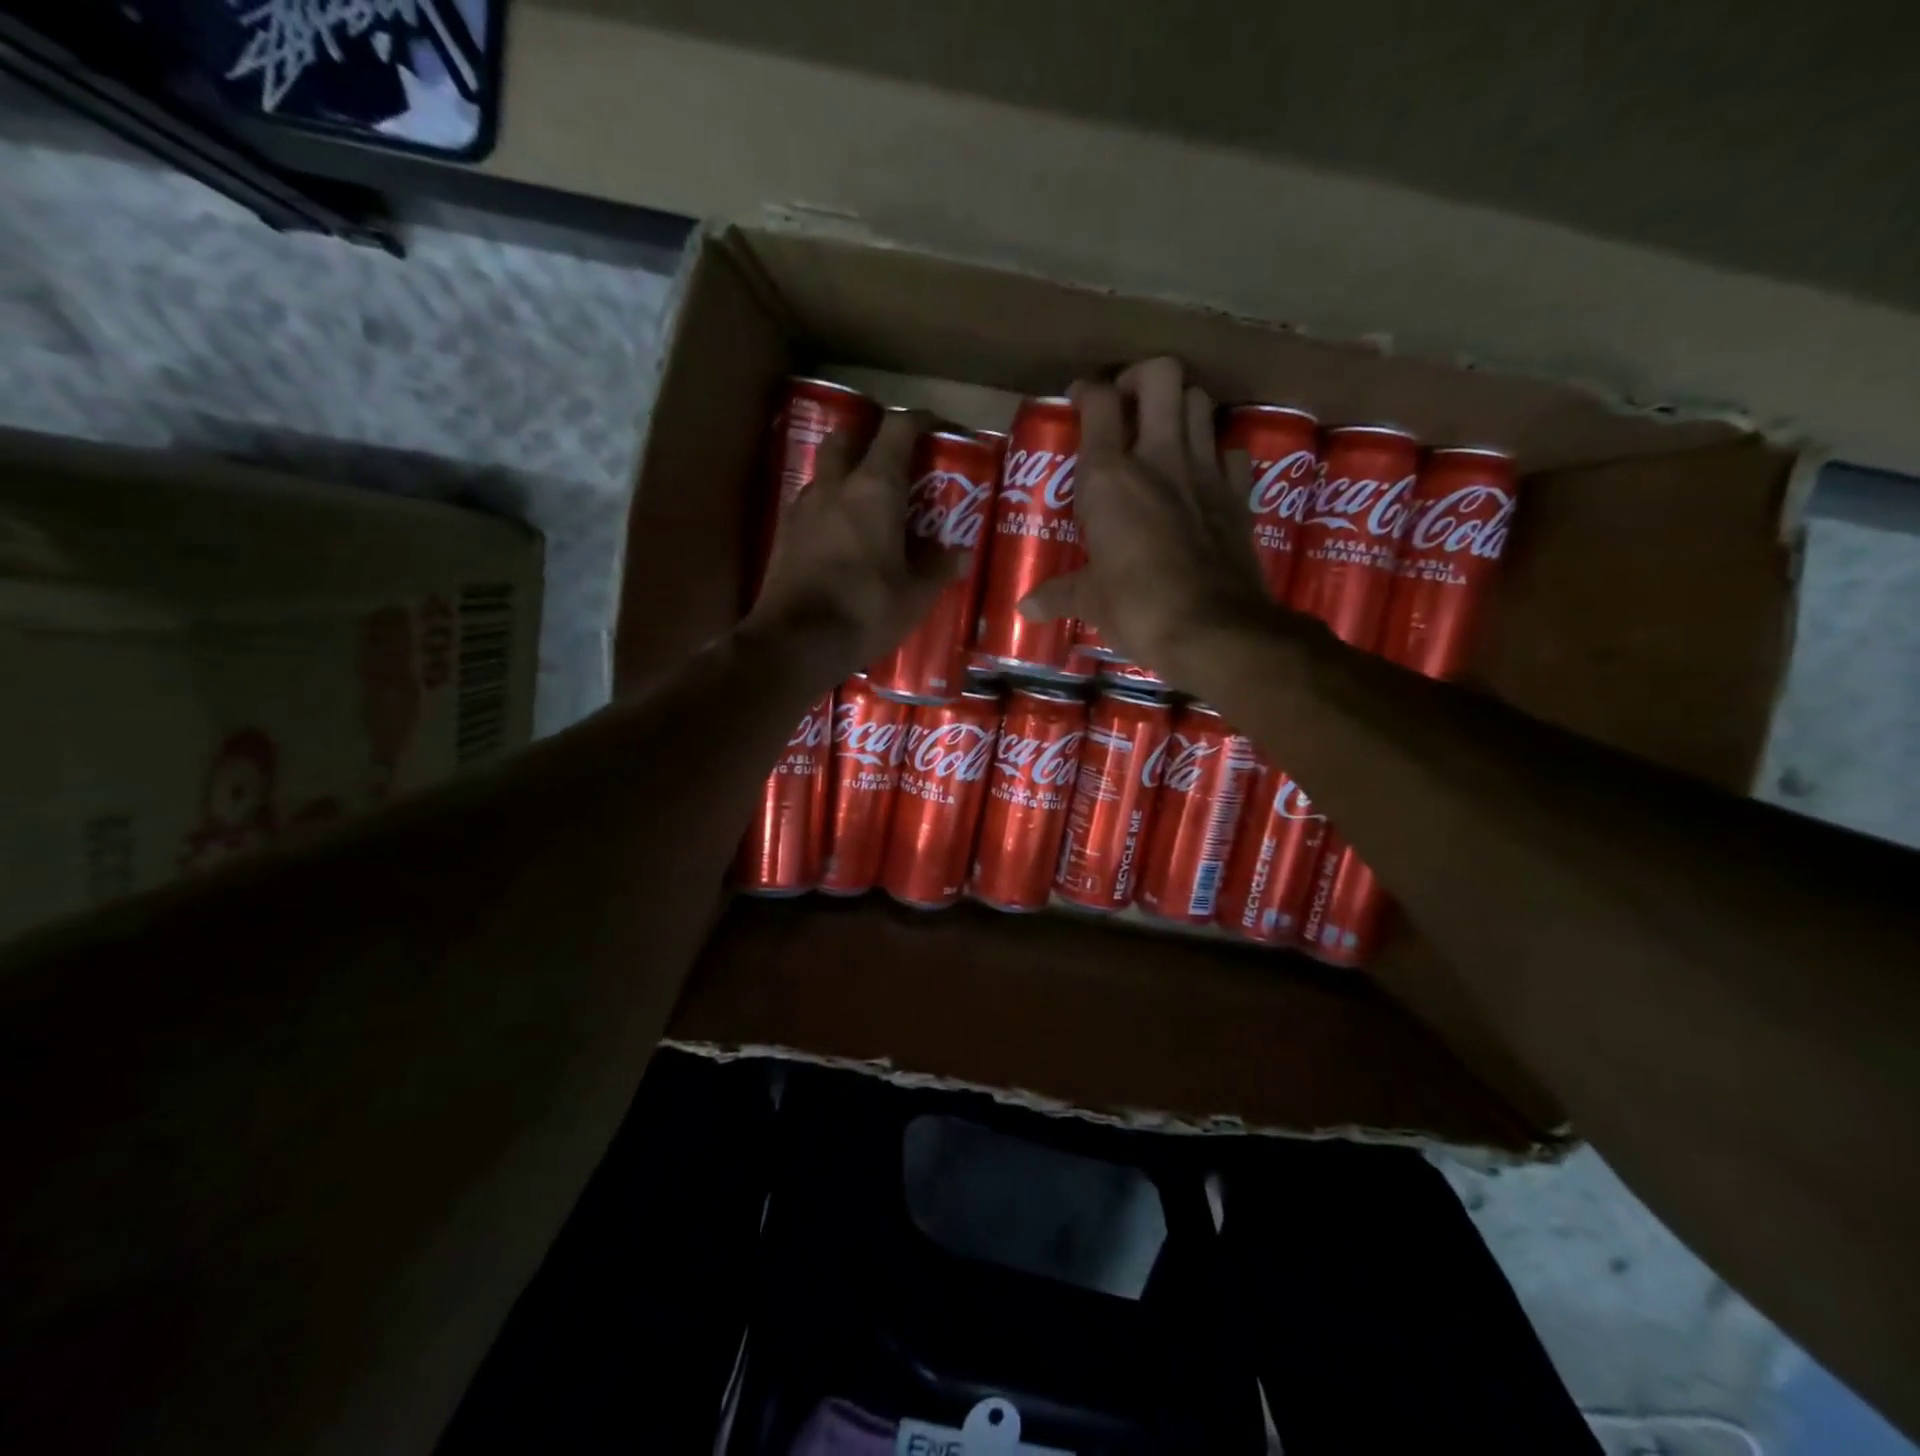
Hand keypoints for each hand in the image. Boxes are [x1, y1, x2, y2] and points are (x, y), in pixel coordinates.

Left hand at [743, 407, 968, 685]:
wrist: (795, 642)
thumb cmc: (865, 611)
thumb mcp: (915, 595)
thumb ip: (938, 568)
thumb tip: (961, 555)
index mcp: (874, 488)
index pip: (898, 430)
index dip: (920, 421)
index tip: (937, 427)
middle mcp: (834, 486)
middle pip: (849, 435)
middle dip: (871, 434)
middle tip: (893, 456)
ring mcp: (803, 507)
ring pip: (826, 470)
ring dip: (846, 471)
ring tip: (868, 498)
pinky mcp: (784, 534)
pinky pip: (811, 503)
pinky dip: (830, 505)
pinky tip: (842, 533)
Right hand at [1018, 358, 1276, 681]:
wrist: (1213, 630)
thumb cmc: (1138, 609)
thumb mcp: (1090, 601)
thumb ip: (1058, 594)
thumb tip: (1024, 608)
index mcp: (1110, 477)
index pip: (1098, 402)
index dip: (1086, 391)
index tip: (1079, 400)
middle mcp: (1160, 457)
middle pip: (1161, 375)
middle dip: (1141, 378)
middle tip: (1126, 406)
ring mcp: (1205, 471)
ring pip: (1200, 401)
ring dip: (1180, 406)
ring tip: (1162, 433)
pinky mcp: (1238, 495)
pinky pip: (1230, 451)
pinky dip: (1215, 452)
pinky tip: (1201, 475)